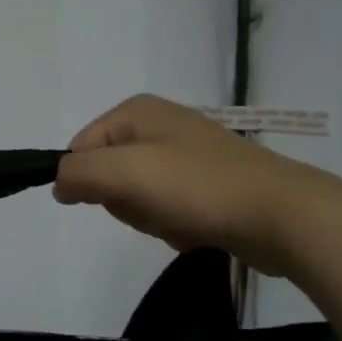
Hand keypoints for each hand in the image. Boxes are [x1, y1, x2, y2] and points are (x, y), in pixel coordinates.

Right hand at [53, 94, 323, 273]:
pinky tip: (199, 229)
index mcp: (137, 111)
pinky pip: (167, 210)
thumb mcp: (124, 172)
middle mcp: (159, 126)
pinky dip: (176, 225)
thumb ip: (77, 173)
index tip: (113, 198)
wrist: (283, 215)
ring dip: (151, 218)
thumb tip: (58, 184)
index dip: (88, 180)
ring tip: (181, 220)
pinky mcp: (208, 185)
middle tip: (152, 207)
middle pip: (108, 174)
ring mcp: (186, 156)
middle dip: (126, 201)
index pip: (80, 148)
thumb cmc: (196, 186)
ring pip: (137, 197)